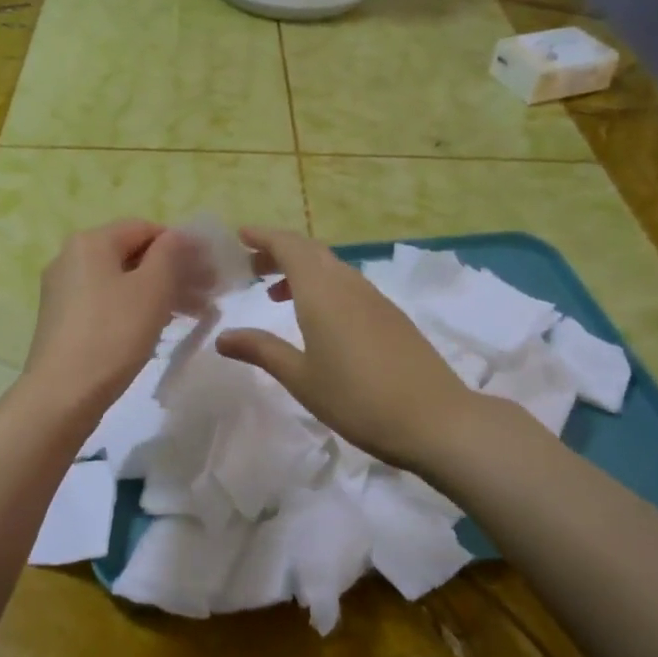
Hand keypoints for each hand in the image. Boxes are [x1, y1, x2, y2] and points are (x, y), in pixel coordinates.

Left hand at [25, 220, 208, 413]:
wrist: (63, 393)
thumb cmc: (113, 334)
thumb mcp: (152, 289)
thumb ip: (171, 254)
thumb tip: (180, 235)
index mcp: (90, 242)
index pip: (146, 228)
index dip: (182, 246)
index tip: (210, 271)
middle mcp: (71, 258)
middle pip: (133, 255)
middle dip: (174, 272)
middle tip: (208, 296)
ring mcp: (64, 290)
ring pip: (122, 282)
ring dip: (160, 293)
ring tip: (192, 315)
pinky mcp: (64, 320)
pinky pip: (108, 303)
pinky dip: (136, 309)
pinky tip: (159, 329)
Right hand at [215, 227, 471, 472]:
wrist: (435, 419)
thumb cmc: (357, 399)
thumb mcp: (301, 378)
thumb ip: (261, 351)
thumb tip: (223, 336)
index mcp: (322, 292)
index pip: (289, 246)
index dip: (263, 237)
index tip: (239, 237)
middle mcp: (348, 284)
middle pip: (310, 251)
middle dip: (277, 252)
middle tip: (249, 268)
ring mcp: (374, 298)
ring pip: (330, 267)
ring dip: (300, 270)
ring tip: (275, 294)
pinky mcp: (391, 315)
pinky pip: (348, 284)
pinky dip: (322, 286)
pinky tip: (317, 318)